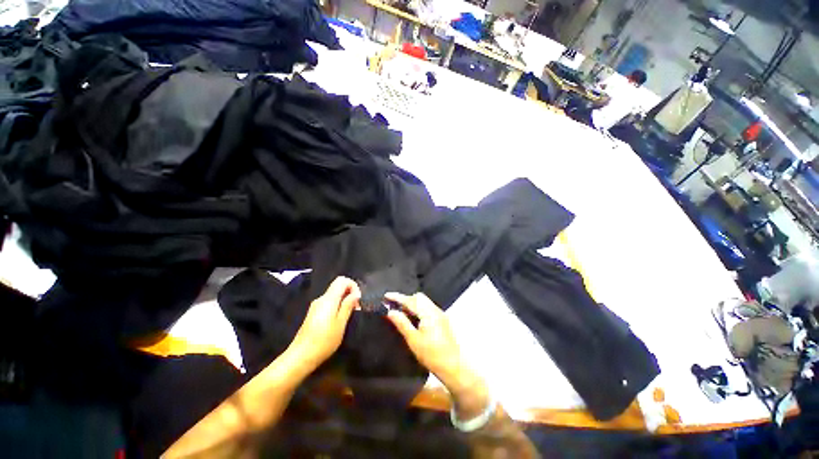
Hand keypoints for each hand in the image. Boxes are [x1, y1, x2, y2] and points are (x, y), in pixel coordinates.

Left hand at [288, 277, 360, 369]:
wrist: (300, 357)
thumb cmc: (324, 341)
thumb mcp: (340, 323)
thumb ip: (348, 305)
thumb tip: (355, 294)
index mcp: (328, 299)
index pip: (342, 280)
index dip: (353, 286)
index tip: (358, 300)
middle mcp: (321, 299)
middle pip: (338, 287)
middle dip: (350, 294)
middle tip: (356, 310)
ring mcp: (316, 306)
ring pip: (334, 296)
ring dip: (344, 302)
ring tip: (349, 317)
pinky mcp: (313, 314)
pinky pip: (329, 303)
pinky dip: (337, 307)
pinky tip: (339, 321)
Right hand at [384, 292, 467, 387]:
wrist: (454, 366)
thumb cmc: (432, 355)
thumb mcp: (413, 340)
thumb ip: (402, 323)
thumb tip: (390, 311)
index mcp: (428, 313)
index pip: (410, 300)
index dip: (397, 297)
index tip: (386, 296)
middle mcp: (435, 309)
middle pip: (418, 297)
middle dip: (406, 299)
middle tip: (394, 307)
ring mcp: (440, 314)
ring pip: (424, 302)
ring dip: (412, 304)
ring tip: (402, 313)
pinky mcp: (442, 320)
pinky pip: (428, 308)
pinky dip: (419, 309)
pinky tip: (413, 319)